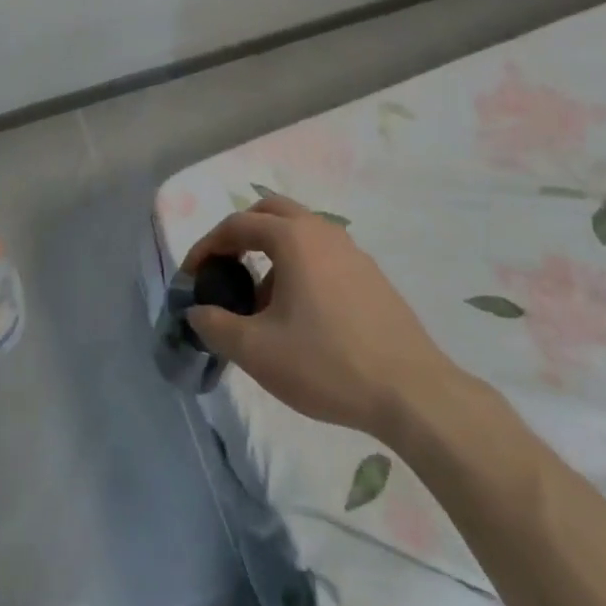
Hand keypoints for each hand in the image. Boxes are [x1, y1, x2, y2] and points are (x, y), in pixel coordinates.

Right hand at [182, 194, 461, 436]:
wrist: (413, 393)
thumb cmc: (327, 363)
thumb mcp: (258, 351)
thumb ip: (217, 326)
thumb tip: (197, 312)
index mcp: (292, 237)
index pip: (237, 225)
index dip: (207, 246)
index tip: (192, 275)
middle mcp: (322, 231)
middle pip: (271, 212)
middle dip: (241, 233)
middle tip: (225, 267)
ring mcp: (352, 251)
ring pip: (300, 233)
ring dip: (272, 253)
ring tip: (261, 303)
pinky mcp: (371, 276)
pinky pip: (323, 255)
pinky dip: (299, 267)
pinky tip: (301, 316)